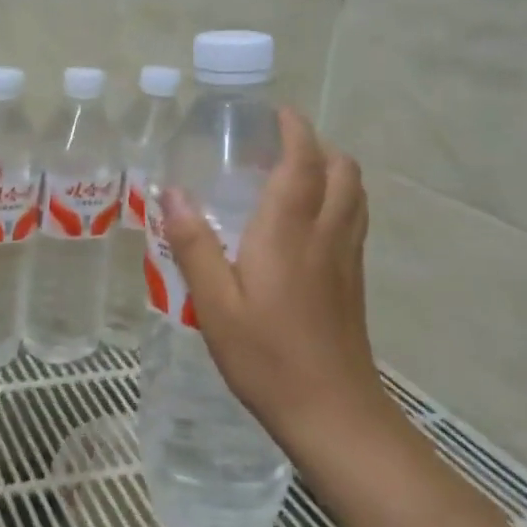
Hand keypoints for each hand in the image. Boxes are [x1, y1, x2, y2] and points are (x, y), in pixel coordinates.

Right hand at [160, 108, 388, 438]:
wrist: (332, 413)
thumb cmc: (265, 357)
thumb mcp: (214, 303)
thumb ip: (194, 244)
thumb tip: (171, 192)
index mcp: (288, 232)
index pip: (303, 162)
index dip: (295, 130)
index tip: (277, 112)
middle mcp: (325, 235)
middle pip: (342, 170)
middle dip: (317, 145)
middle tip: (278, 145)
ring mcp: (346, 258)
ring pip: (354, 193)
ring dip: (332, 169)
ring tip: (293, 174)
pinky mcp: (353, 281)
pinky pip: (353, 219)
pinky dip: (338, 198)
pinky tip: (306, 222)